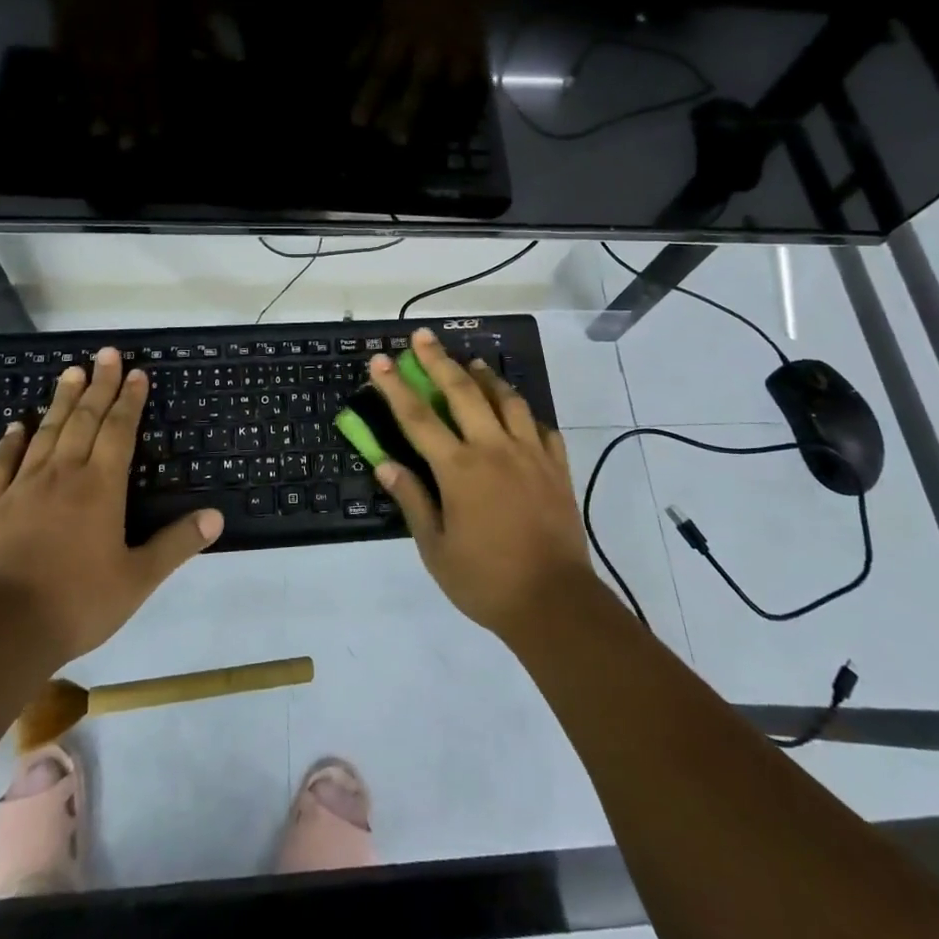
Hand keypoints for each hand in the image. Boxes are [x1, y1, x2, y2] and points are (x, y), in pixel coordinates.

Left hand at [0, 348, 223, 664]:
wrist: (1, 630)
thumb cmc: (78, 602)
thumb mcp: (138, 578)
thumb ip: (176, 544)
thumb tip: (216, 516)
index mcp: (101, 487)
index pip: (119, 431)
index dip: (129, 400)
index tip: (135, 373)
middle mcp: (63, 476)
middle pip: (84, 420)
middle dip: (99, 385)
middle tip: (106, 353)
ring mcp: (23, 488)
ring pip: (46, 433)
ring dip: (61, 401)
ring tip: (71, 372)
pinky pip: (1, 464)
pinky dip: (10, 441)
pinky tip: (16, 426)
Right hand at [368, 328, 595, 639]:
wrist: (555, 603)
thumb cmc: (485, 580)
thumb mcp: (435, 548)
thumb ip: (411, 499)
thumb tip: (385, 462)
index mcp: (459, 469)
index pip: (418, 418)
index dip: (395, 387)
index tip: (381, 360)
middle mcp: (494, 449)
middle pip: (463, 391)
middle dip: (439, 360)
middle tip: (424, 336)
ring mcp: (530, 454)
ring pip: (507, 400)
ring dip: (486, 377)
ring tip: (473, 363)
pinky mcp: (557, 467)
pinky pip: (542, 427)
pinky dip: (526, 413)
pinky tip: (518, 413)